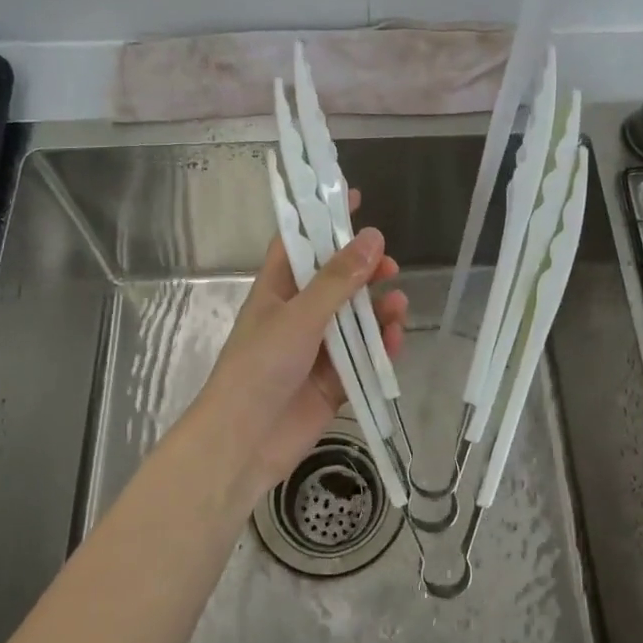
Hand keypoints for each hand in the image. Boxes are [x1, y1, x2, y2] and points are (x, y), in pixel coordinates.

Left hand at [188, 190, 408, 498]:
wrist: (244, 443)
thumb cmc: (260, 368)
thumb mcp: (299, 317)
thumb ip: (337, 280)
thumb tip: (372, 237)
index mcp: (277, 291)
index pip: (300, 243)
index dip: (323, 220)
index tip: (353, 198)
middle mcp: (297, 315)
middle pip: (336, 282)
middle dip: (363, 271)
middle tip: (389, 265)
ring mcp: (317, 350)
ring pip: (355, 320)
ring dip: (378, 310)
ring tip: (398, 307)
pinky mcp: (334, 382)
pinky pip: (364, 357)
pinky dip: (381, 348)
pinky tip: (396, 340)